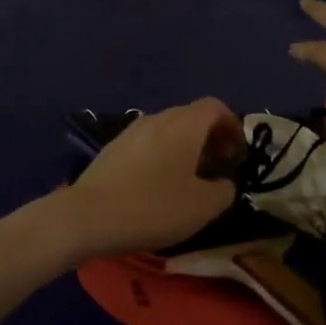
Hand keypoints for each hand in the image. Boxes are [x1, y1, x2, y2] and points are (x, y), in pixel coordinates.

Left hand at [61, 98, 241, 258]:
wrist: (88, 217)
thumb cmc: (153, 208)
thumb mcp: (203, 207)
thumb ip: (225, 190)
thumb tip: (224, 182)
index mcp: (185, 124)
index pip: (216, 107)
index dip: (232, 127)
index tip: (237, 155)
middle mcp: (158, 118)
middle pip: (191, 117)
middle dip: (210, 139)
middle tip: (217, 169)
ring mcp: (131, 131)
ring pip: (168, 131)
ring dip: (185, 148)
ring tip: (189, 180)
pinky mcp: (112, 149)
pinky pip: (148, 144)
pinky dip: (162, 156)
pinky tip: (158, 186)